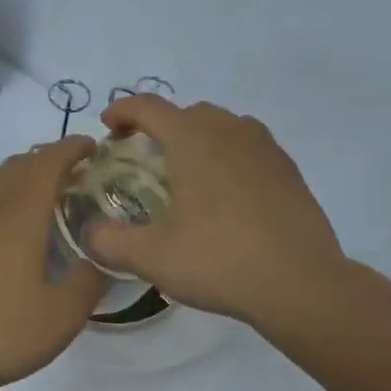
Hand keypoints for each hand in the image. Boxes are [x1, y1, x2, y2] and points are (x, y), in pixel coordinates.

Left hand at [0, 137, 105, 390]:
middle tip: (78, 173)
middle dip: (50, 158)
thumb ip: (89, 280)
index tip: (94, 146)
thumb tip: (97, 259)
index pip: (48, 161)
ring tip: (50, 197)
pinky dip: (7, 198)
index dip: (72, 148)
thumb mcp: (63, 315)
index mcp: (19, 214)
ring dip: (26, 177)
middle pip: (20, 164)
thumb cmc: (2, 332)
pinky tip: (16, 230)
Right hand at [84, 96, 345, 327]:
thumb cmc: (220, 260)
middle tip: (145, 158)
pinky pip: (250, 147)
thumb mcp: (151, 257)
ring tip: (187, 173)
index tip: (108, 126)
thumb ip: (109, 241)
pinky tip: (226, 194)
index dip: (123, 110)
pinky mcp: (289, 172)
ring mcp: (266, 149)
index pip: (150, 107)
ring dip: (198, 137)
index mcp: (193, 140)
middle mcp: (230, 132)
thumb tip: (89, 232)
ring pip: (224, 125)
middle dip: (161, 126)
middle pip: (188, 112)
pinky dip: (229, 156)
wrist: (301, 284)